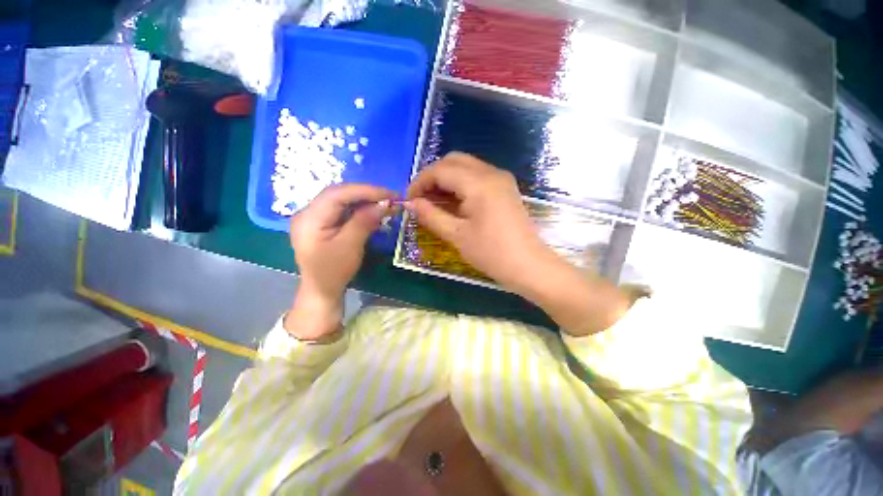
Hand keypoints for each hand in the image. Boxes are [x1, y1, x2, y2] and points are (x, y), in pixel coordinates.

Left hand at [286, 184, 394, 339]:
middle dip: (365, 194)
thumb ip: (364, 222)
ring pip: (341, 200)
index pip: (338, 194)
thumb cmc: (333, 272)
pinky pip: (341, 209)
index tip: (389, 194)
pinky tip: (371, 211)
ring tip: (384, 203)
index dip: (365, 191)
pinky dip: (358, 208)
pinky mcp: (321, 223)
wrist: (321, 291)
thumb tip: (384, 203)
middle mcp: (308, 212)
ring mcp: (313, 217)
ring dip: (363, 200)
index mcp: (309, 218)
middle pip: (339, 194)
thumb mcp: (350, 246)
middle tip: (389, 198)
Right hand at [405, 152, 552, 291]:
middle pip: (453, 160)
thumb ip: (430, 215)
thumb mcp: (456, 235)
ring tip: (434, 201)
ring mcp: (501, 178)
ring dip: (446, 179)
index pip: (440, 170)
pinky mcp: (505, 187)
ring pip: (466, 166)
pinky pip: (477, 175)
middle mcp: (491, 172)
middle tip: (421, 198)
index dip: (420, 182)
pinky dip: (461, 183)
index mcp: (479, 183)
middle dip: (433, 176)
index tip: (409, 199)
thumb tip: (409, 203)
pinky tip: (454, 202)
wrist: (528, 265)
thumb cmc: (491, 253)